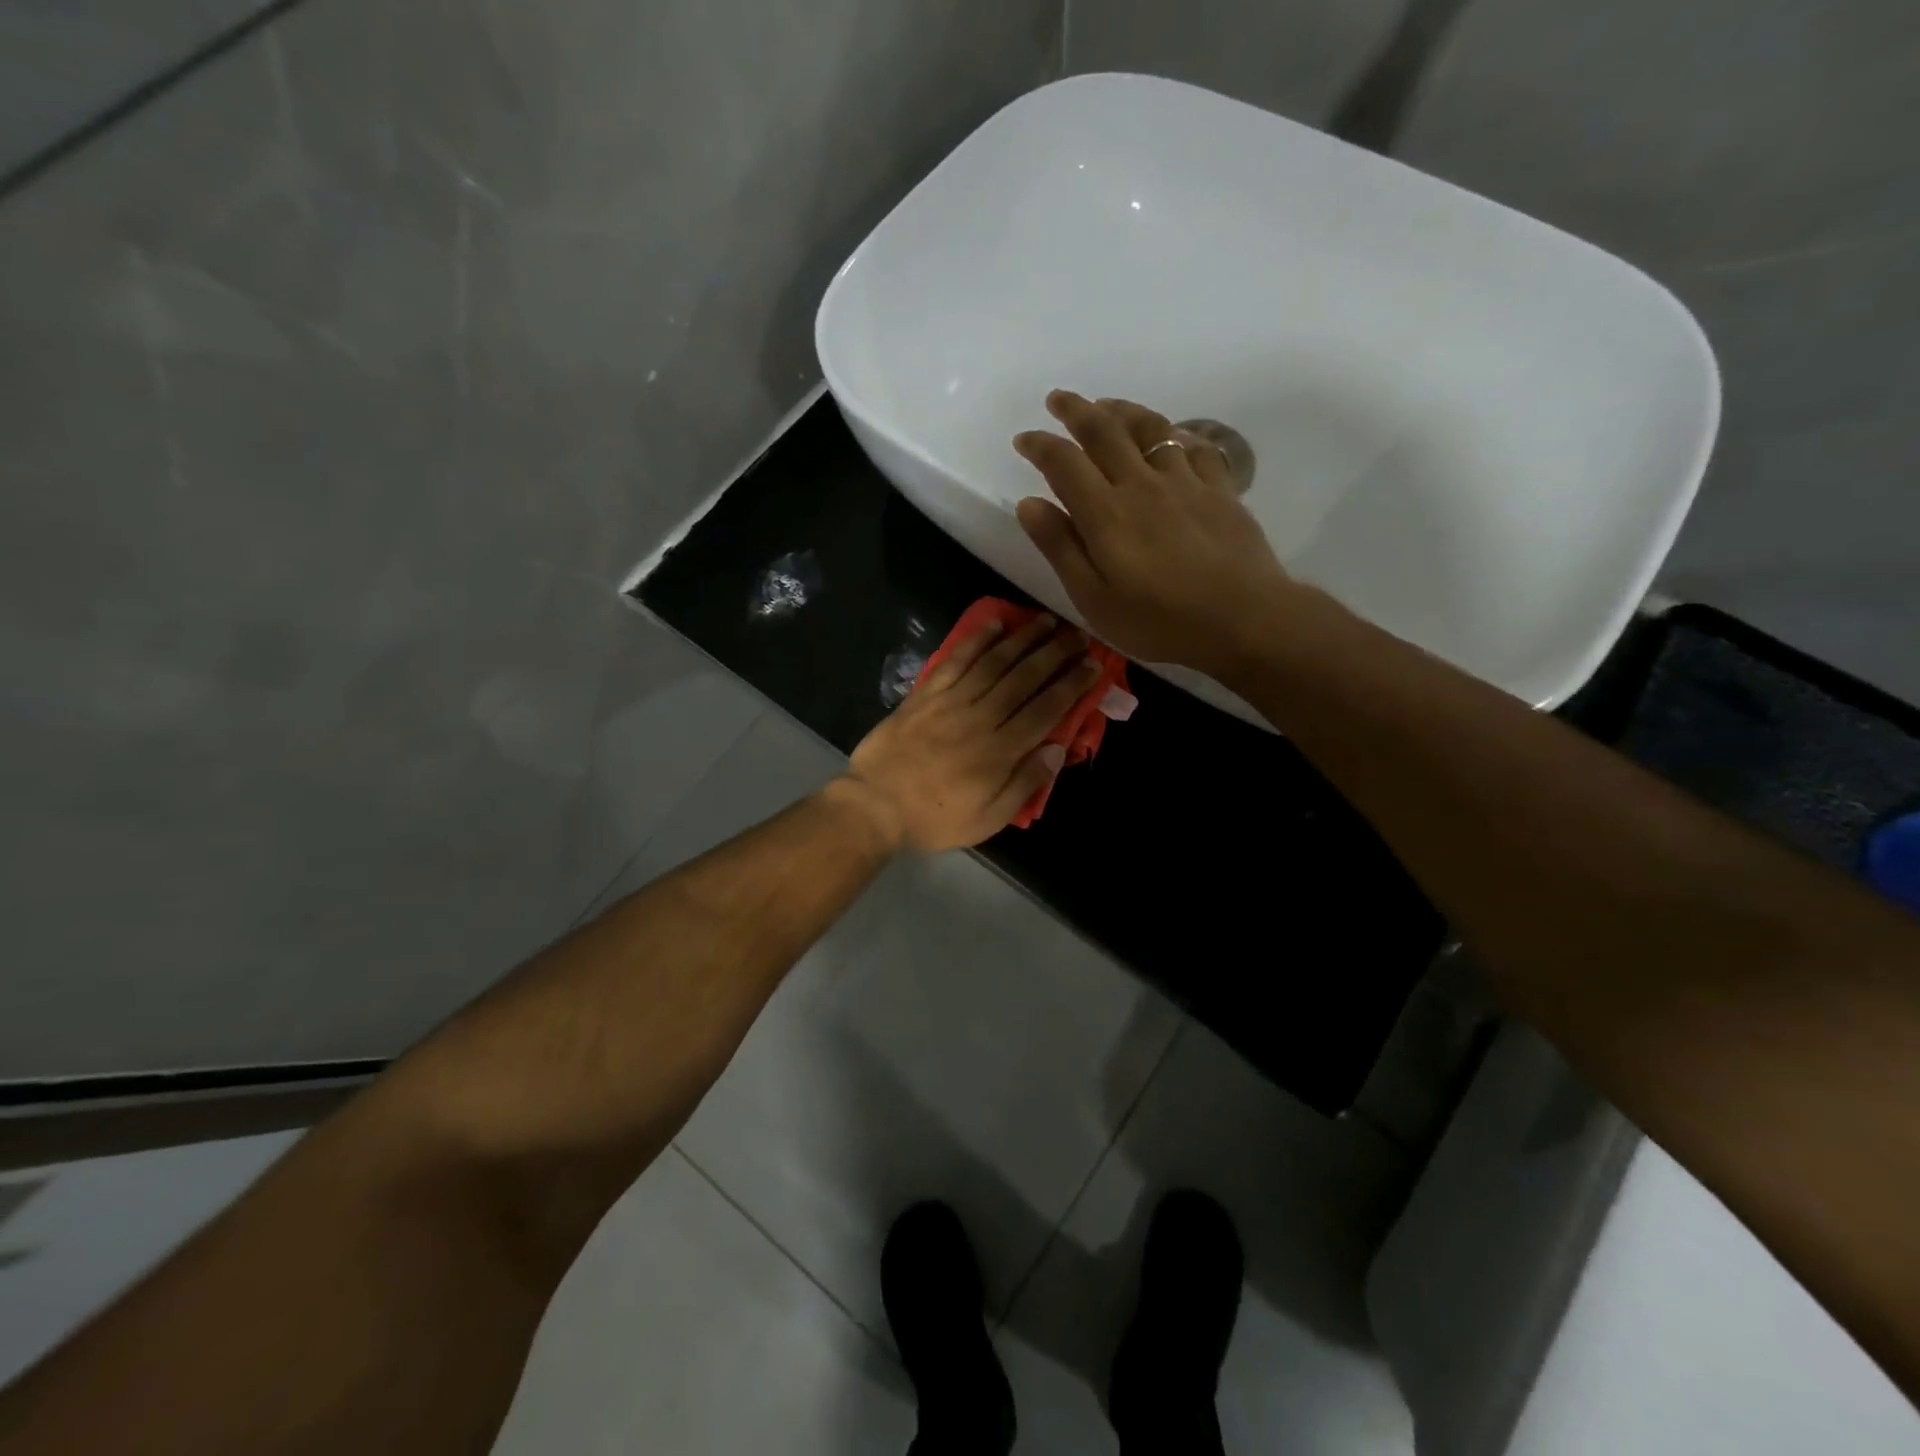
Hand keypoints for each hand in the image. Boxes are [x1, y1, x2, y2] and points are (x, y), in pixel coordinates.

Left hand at [840, 613, 1101, 852]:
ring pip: (994, 663)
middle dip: (1055, 654)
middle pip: (1024, 678)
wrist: (875, 805)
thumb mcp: (988, 819)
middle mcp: (981, 718)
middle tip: (1078, 635)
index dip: (1071, 685)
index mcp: (1000, 751)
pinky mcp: (926, 694)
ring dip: (1023, 639)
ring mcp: (951, 701)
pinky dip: (976, 640)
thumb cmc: (935, 818)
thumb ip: (1024, 784)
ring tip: (1046, 621)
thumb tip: (1057, 750)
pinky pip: (955, 660)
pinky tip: (994, 624)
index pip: (1045, 710)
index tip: (1092, 665)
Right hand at [1013, 391, 1314, 676]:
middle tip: (1058, 399)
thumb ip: (1061, 548)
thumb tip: (1028, 503)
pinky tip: (1171, 436)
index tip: (1024, 438)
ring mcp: (1186, 482)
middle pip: (1105, 431)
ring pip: (1150, 428)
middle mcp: (1143, 484)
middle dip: (1076, 410)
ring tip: (1106, 406)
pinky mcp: (1220, 489)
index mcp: (1106, 513)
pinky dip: (1175, 433)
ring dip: (1122, 411)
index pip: (1064, 462)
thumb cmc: (1160, 621)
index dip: (1040, 445)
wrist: (1244, 619)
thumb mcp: (1095, 599)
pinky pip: (1195, 446)